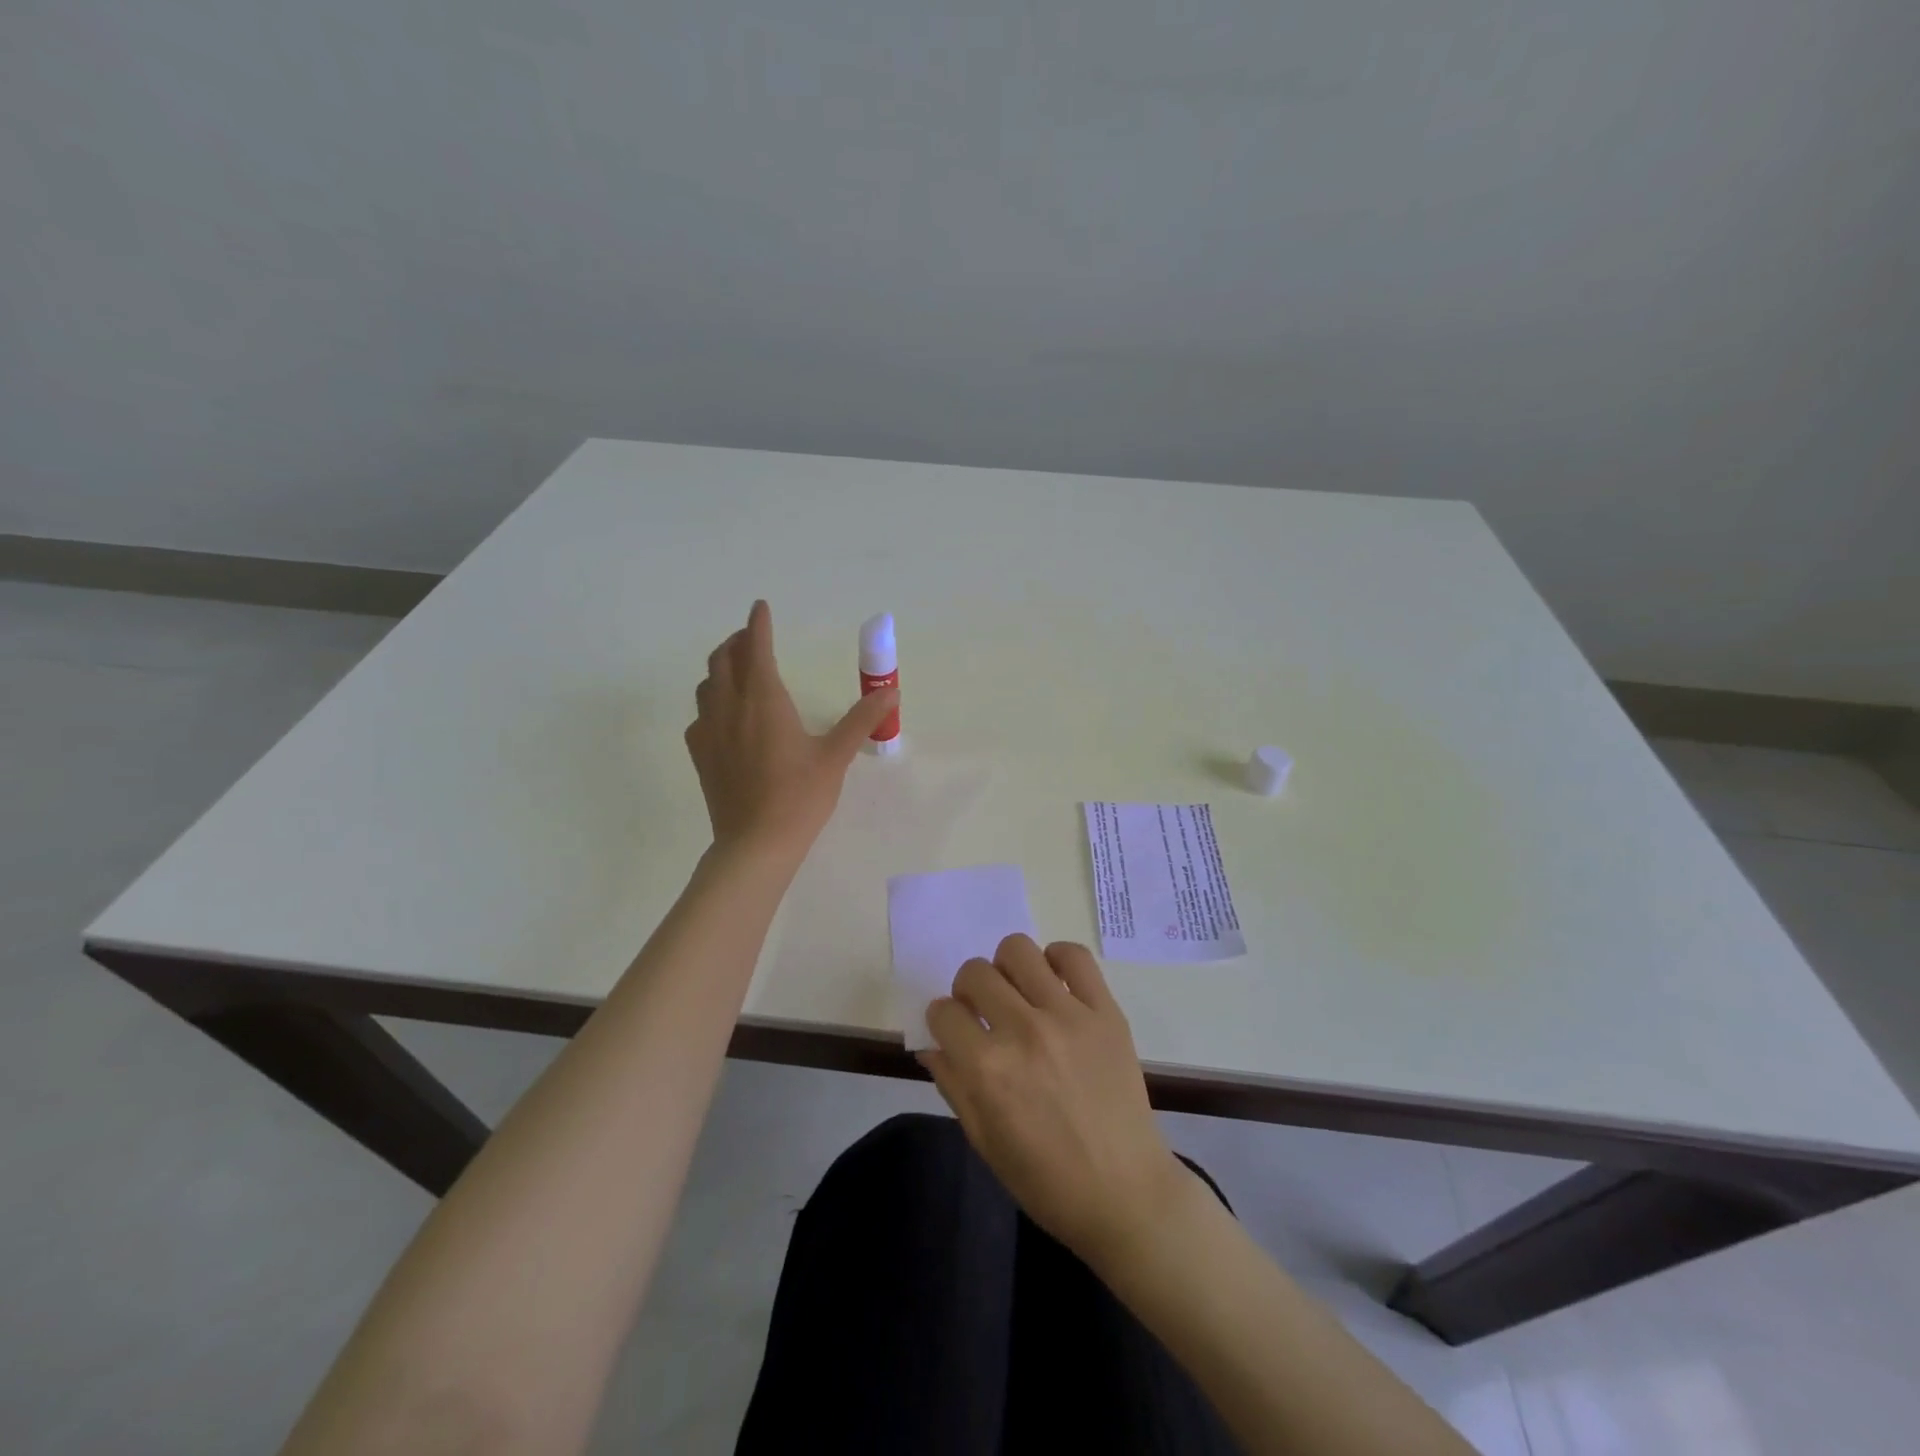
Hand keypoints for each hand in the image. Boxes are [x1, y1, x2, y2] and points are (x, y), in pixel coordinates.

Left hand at [685, 600, 897, 857]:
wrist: (755, 843)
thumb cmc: (800, 796)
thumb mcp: (836, 755)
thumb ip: (862, 719)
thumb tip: (891, 691)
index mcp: (764, 700)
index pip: (756, 648)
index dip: (758, 624)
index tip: (760, 607)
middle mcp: (730, 707)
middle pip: (723, 659)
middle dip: (737, 642)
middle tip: (752, 637)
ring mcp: (708, 731)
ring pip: (707, 684)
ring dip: (721, 668)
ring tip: (738, 670)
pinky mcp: (700, 754)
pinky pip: (700, 714)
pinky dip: (712, 701)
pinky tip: (725, 716)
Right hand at [921, 935, 1188, 1268]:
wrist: (1126, 1194)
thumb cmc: (1047, 1180)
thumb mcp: (984, 1141)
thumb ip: (953, 1084)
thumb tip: (932, 1044)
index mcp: (988, 1069)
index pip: (943, 1012)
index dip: (942, 1021)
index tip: (954, 1031)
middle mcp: (1024, 1031)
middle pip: (975, 972)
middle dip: (968, 990)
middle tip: (984, 1012)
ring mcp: (1068, 1016)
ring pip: (1018, 950)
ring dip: (1007, 968)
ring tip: (1018, 994)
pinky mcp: (1105, 1011)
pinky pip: (1074, 956)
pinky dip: (1057, 959)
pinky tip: (1054, 985)